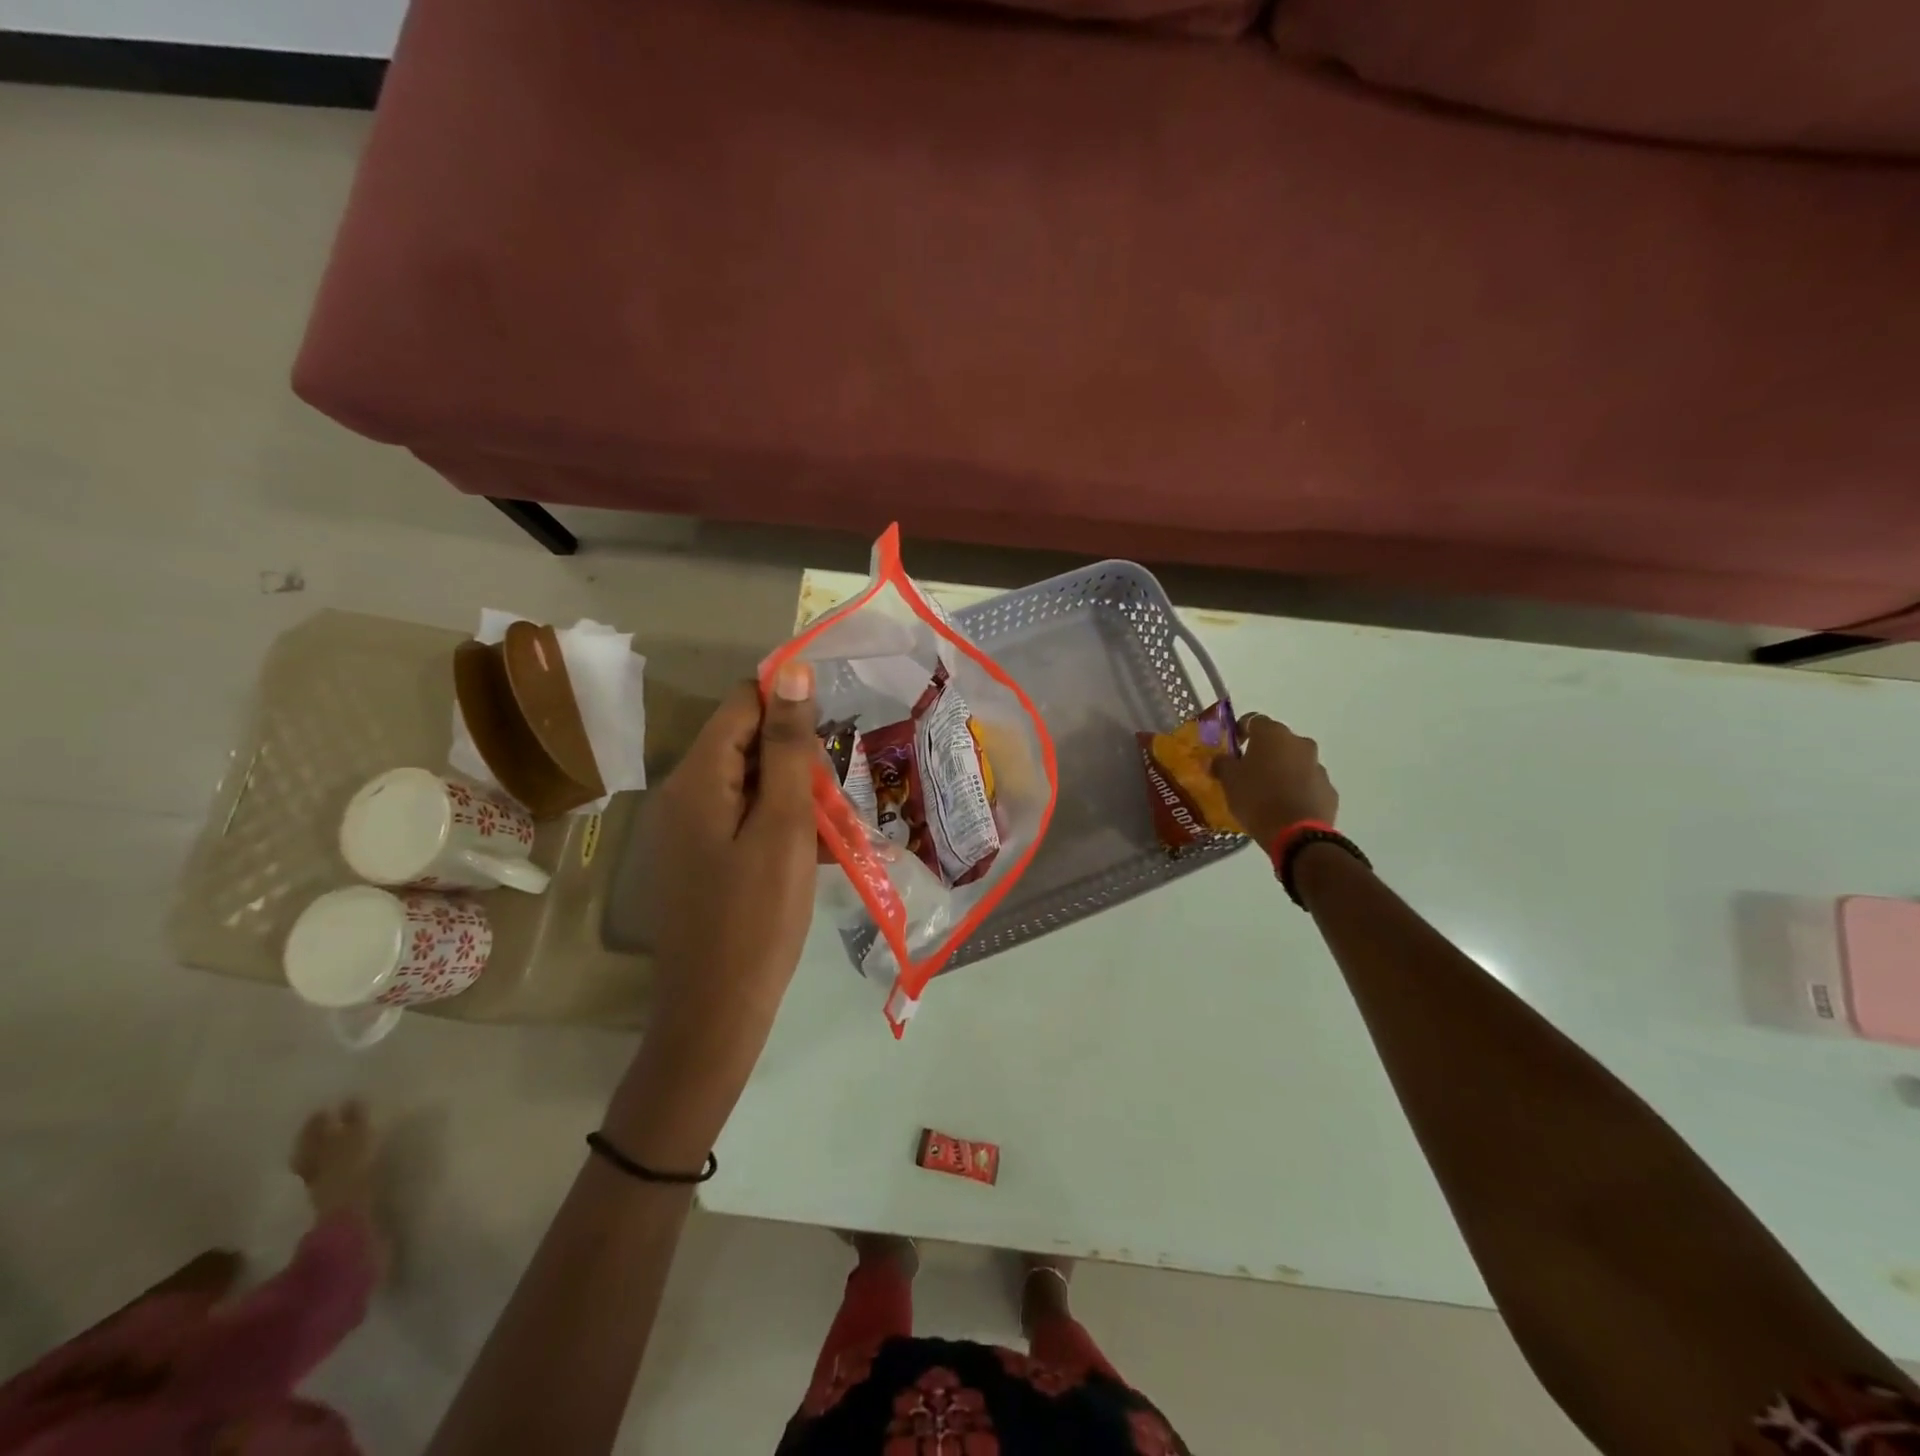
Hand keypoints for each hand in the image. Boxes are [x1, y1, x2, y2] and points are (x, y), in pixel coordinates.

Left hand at [606, 663, 820, 1168]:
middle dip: (797, 754)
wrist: (716, 1013)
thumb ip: (787, 747)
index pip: (743, 703)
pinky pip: (745, 820)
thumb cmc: (757, 917)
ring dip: (796, 792)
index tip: (837, 719)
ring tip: (837, 820)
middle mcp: (684, 794)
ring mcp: (690, 830)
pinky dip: (781, 824)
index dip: (790, 700)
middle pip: (746, 742)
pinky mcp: (702, 859)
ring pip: (752, 783)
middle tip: (840, 786)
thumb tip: (792, 670)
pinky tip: (819, 849)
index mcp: (697, 778)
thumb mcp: (782, 826)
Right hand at [1213, 713, 1338, 849]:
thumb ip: (1222, 764)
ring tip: (1268, 793)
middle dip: (1264, 752)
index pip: (1253, 720)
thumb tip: (1218, 759)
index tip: (1233, 747)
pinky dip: (1297, 789)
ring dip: (1282, 771)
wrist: (1296, 833)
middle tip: (1248, 772)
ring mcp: (1318, 766)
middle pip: (1277, 741)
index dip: (1240, 731)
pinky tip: (1285, 807)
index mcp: (1273, 735)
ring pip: (1295, 762)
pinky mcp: (1329, 789)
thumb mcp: (1229, 781)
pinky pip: (1308, 783)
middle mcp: (1299, 743)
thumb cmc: (1257, 798)